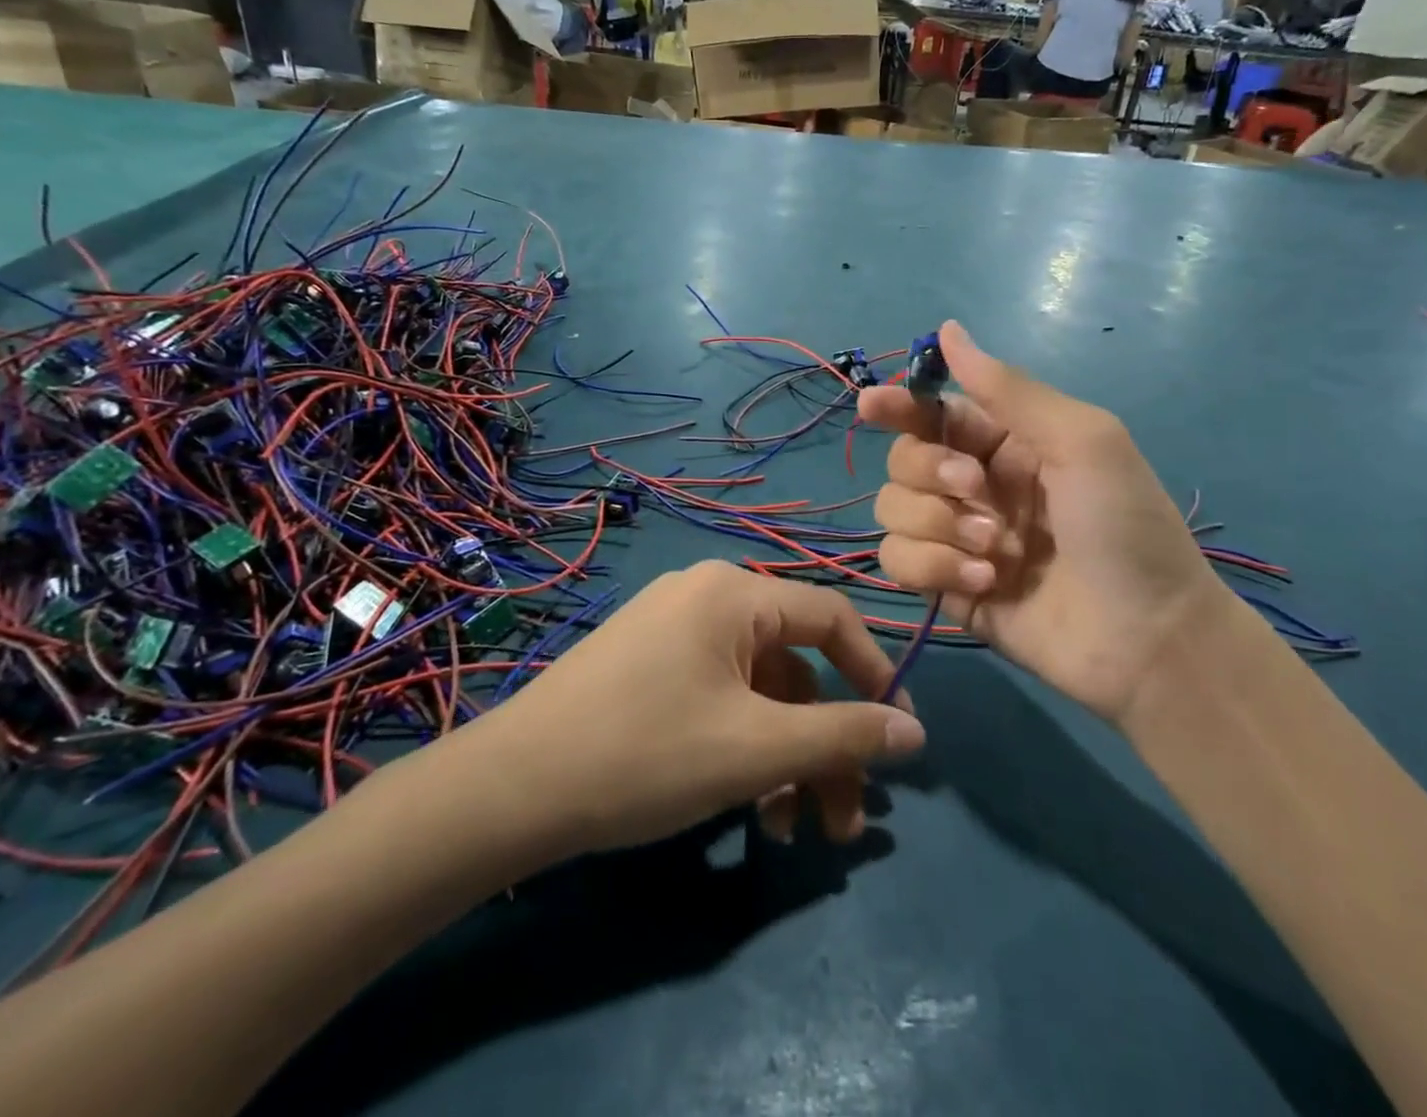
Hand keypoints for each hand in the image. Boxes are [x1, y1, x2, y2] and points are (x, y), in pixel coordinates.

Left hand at [469, 563, 923, 853]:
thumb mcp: (756, 749)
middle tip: (842, 824)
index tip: (899, 737)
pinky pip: (718, 697)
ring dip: (784, 758)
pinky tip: (746, 811)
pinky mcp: (647, 666)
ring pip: (757, 692)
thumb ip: (843, 734)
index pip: (831, 617)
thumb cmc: (645, 754)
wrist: (511, 790)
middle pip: (793, 667)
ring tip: (790, 832)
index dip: (875, 673)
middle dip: (825, 745)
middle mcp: (706, 597)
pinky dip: (742, 748)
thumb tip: (915, 731)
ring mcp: (672, 631)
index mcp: (734, 593)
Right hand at [858, 322, 1231, 723]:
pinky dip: (933, 568)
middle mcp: (973, 485)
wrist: (1148, 639)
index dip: (899, 405)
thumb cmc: (1124, 526)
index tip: (873, 406)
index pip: (934, 414)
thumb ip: (1007, 389)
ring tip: (994, 550)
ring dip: (936, 525)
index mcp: (1005, 443)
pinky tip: (985, 583)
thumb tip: (947, 329)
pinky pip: (898, 561)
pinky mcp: (944, 586)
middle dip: (929, 471)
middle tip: (975, 489)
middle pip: (902, 459)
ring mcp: (956, 538)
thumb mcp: (1081, 439)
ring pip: (892, 509)